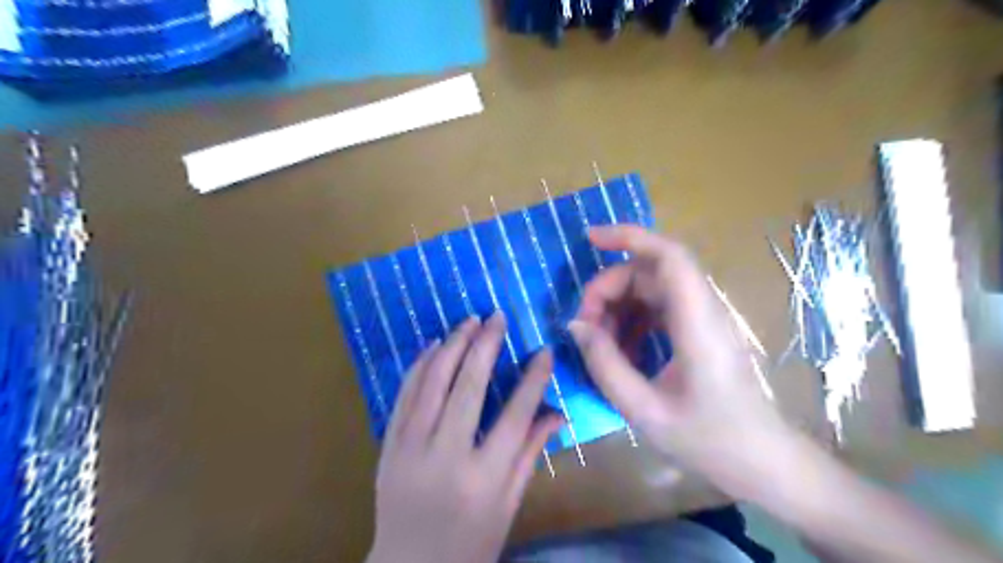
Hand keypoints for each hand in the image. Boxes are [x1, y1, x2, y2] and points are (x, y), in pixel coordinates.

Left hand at [367, 312, 559, 561]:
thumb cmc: (469, 543)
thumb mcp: (508, 506)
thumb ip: (530, 455)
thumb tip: (556, 412)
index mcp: (483, 479)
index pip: (515, 416)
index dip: (532, 379)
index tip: (543, 350)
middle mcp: (445, 458)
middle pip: (468, 389)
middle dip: (486, 346)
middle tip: (497, 317)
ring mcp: (410, 449)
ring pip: (432, 384)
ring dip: (451, 346)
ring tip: (468, 321)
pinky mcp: (388, 446)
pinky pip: (404, 396)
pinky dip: (419, 366)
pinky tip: (433, 345)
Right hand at [571, 224, 791, 496]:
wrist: (762, 462)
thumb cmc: (709, 440)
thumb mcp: (644, 409)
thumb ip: (605, 364)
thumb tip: (576, 325)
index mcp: (698, 323)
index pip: (668, 256)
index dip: (629, 237)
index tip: (589, 238)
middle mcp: (704, 310)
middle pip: (650, 272)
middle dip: (609, 288)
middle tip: (584, 326)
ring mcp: (704, 319)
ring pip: (652, 289)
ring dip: (618, 306)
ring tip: (597, 342)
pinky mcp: (700, 331)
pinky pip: (659, 309)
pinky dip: (632, 320)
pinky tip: (619, 351)